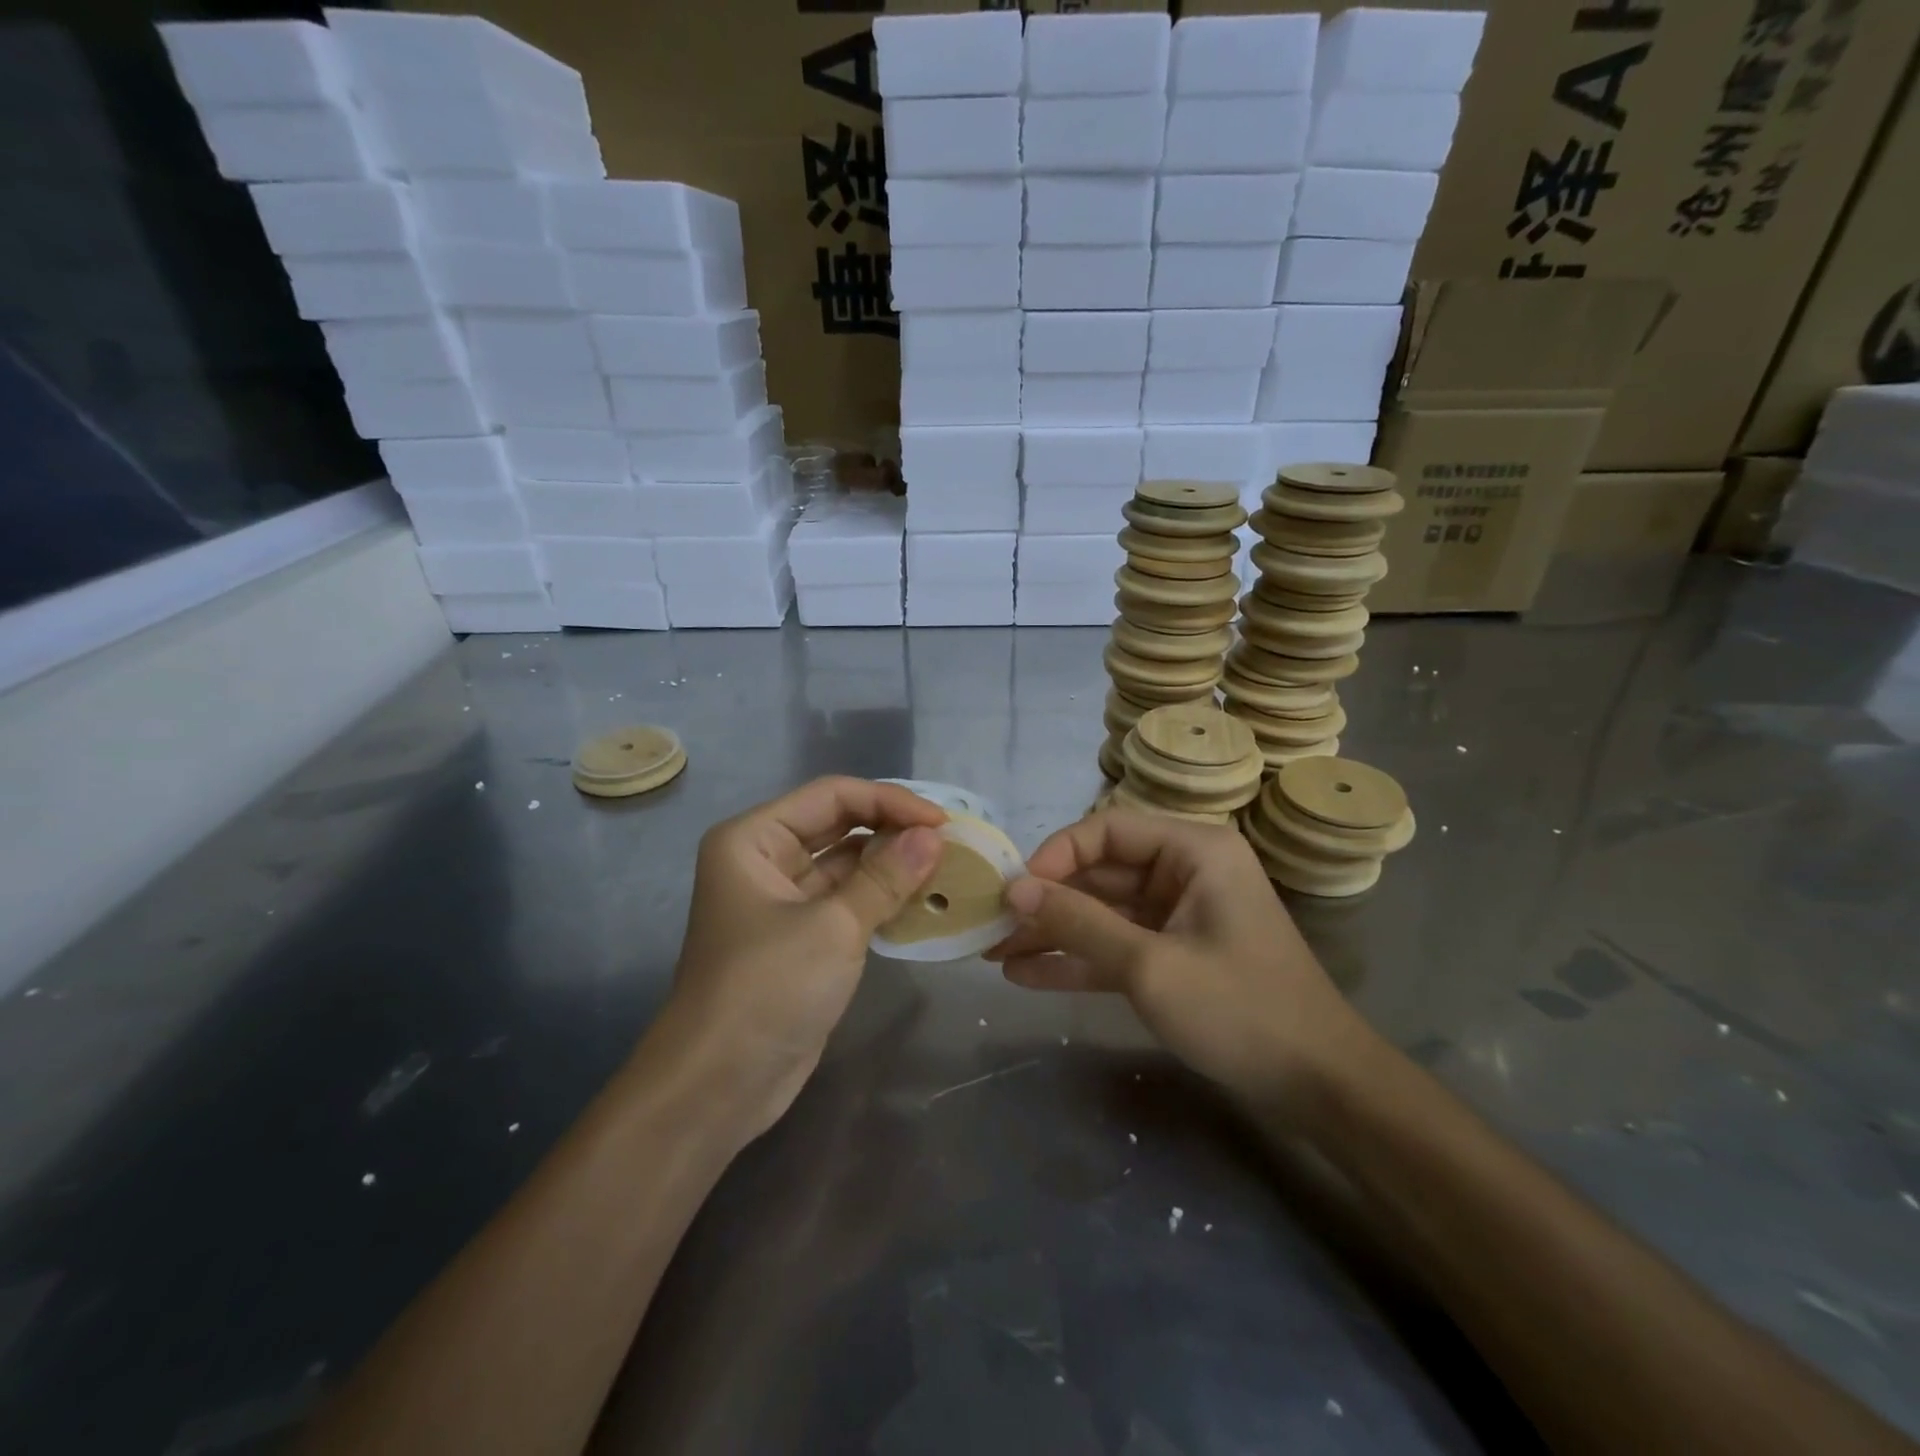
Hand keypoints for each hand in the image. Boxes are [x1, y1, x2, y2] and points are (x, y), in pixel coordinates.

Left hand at [666, 777, 945, 1140]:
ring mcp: (783, 901)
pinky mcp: (801, 937)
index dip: (889, 801)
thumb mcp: (833, 927)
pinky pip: (848, 901)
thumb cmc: (767, 989)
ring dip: (892, 864)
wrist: (719, 1085)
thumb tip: (934, 836)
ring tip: (947, 865)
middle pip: (838, 824)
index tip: (942, 822)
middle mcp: (765, 859)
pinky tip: (924, 898)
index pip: (832, 796)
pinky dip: (882, 897)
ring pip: (846, 864)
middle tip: (950, 841)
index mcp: (754, 839)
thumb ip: (886, 877)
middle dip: (892, 829)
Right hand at [986, 811, 1367, 1110]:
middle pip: (1099, 872)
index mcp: (1194, 850)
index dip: (1056, 855)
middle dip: (1046, 901)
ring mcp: (1179, 914)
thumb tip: (1014, 890)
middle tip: (991, 925)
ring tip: (994, 953)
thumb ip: (1079, 923)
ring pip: (1102, 911)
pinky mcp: (1173, 953)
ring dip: (1054, 932)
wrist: (1319, 1087)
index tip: (1015, 891)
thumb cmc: (1240, 1010)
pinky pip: (1116, 945)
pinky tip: (1026, 974)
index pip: (1106, 830)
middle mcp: (1185, 871)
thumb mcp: (1150, 966)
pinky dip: (1077, 959)